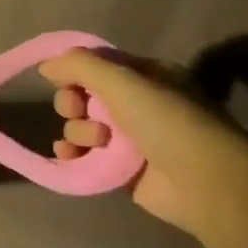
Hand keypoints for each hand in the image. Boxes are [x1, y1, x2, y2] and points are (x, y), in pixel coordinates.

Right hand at [43, 47, 247, 234]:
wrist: (202, 182)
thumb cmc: (166, 122)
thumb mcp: (123, 80)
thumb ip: (79, 66)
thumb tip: (45, 67)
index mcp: (145, 77)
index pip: (96, 66)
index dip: (75, 72)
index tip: (65, 81)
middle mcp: (136, 105)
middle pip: (82, 96)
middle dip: (73, 103)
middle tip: (78, 111)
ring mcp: (127, 139)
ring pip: (79, 126)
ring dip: (77, 131)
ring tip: (96, 142)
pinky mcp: (118, 168)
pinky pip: (82, 155)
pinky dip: (71, 154)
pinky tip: (69, 156)